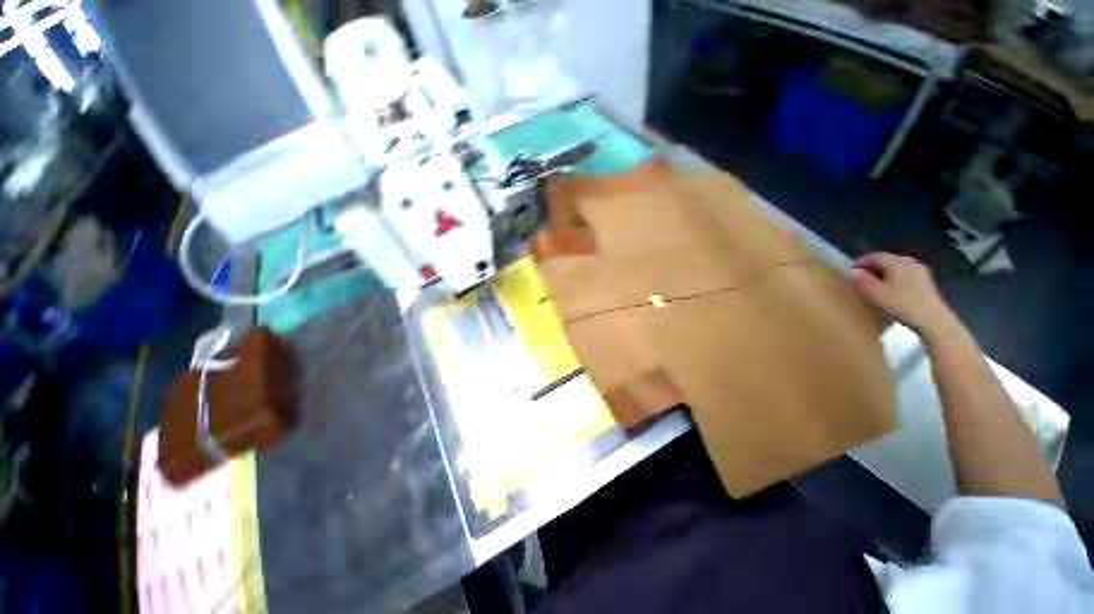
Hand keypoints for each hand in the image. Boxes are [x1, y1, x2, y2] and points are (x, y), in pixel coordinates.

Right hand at [849, 253, 958, 337]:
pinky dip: (895, 278)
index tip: (851, 273)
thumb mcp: (876, 294)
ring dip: (884, 274)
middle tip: (862, 280)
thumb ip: (861, 281)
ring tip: (876, 286)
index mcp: (896, 262)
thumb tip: (851, 272)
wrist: (932, 319)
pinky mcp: (925, 280)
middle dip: (873, 268)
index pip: (874, 256)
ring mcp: (920, 270)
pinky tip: (892, 290)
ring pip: (896, 267)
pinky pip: (905, 274)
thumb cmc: (902, 304)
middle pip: (887, 260)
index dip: (861, 262)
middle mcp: (909, 261)